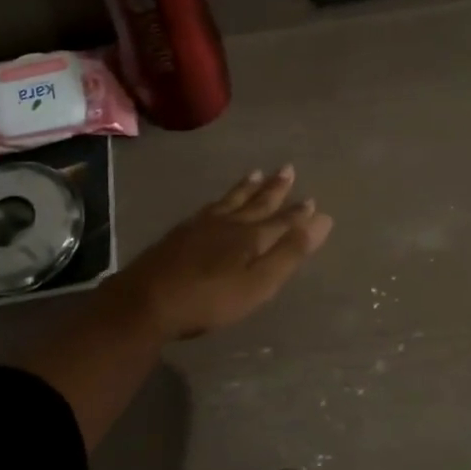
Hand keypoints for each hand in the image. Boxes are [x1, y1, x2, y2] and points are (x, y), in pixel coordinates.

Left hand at [112, 166, 332, 340]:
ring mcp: (201, 225)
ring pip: (230, 200)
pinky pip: (210, 206)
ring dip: (247, 187)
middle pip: (256, 202)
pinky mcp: (181, 233)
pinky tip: (217, 202)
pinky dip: (222, 199)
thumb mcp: (258, 283)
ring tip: (255, 173)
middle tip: (287, 169)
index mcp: (251, 236)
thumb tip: (323, 219)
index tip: (313, 200)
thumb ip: (289, 253)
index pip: (282, 220)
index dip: (298, 213)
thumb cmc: (209, 299)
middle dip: (274, 188)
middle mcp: (228, 223)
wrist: (147, 300)